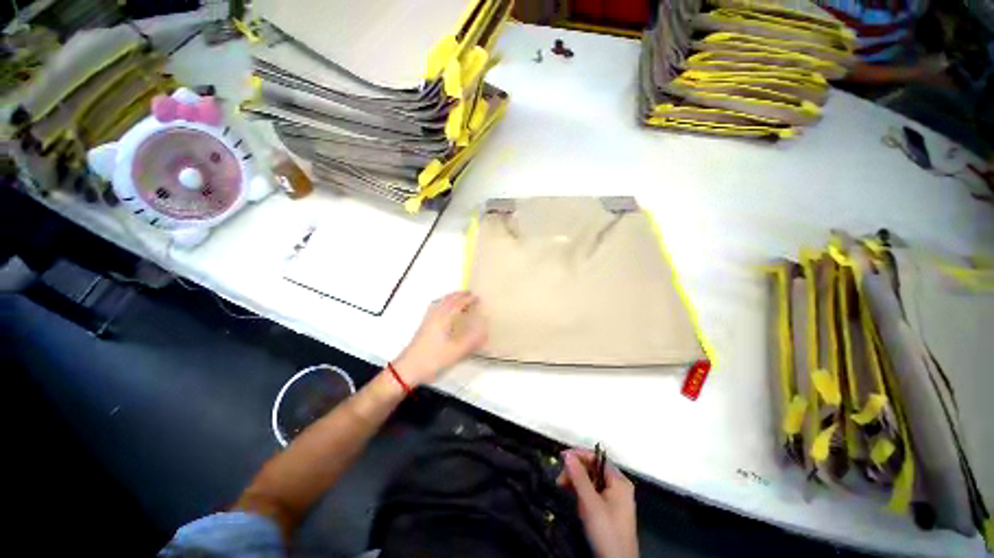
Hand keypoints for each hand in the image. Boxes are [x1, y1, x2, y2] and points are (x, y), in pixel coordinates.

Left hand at [393, 291, 486, 386]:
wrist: (408, 368)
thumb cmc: (432, 359)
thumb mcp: (455, 353)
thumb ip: (471, 342)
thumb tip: (485, 332)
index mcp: (443, 319)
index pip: (458, 304)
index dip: (468, 299)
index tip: (478, 297)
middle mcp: (435, 316)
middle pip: (448, 299)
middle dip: (459, 295)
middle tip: (470, 294)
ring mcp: (428, 320)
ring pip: (440, 302)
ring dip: (451, 297)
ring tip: (460, 298)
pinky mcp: (424, 325)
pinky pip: (435, 307)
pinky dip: (443, 303)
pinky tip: (444, 310)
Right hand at [559, 449, 638, 557]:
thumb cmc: (606, 531)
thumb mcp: (590, 503)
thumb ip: (579, 477)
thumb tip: (567, 455)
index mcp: (619, 481)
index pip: (597, 458)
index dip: (579, 455)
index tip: (561, 458)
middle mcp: (618, 486)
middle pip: (594, 468)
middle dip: (576, 471)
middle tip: (560, 480)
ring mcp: (615, 498)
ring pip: (592, 481)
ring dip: (577, 483)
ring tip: (564, 489)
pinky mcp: (609, 510)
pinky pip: (593, 493)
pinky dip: (582, 493)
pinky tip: (575, 500)